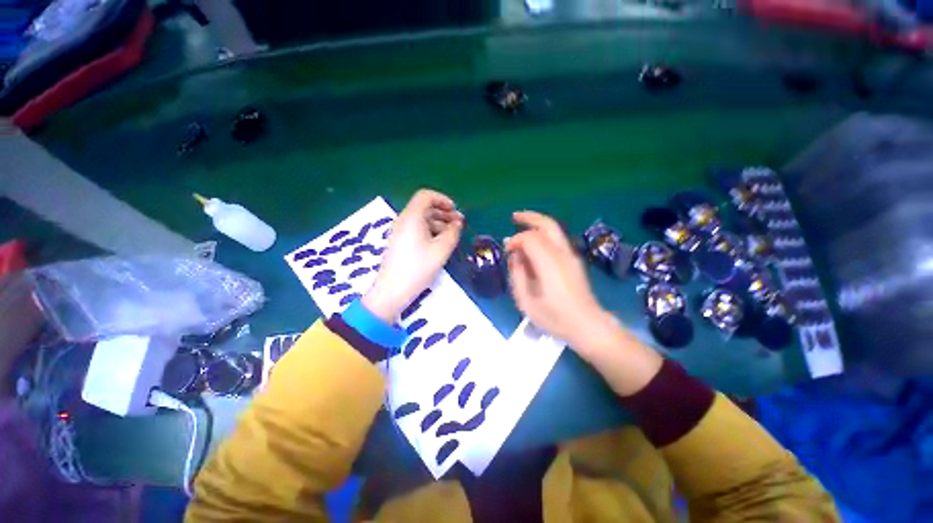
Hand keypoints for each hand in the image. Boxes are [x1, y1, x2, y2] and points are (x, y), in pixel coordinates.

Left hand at [363, 189, 462, 322]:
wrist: (393, 290)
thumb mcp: (441, 249)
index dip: (442, 199)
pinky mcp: (400, 242)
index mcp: (412, 217)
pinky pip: (417, 229)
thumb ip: (453, 232)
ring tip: (453, 235)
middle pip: (425, 207)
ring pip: (422, 219)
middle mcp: (404, 220)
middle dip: (444, 212)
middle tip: (459, 224)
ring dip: (439, 223)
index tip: (455, 211)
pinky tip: (440, 243)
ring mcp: (400, 232)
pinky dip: (431, 231)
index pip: (426, 196)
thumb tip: (458, 223)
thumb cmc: (418, 268)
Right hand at [505, 211, 662, 395]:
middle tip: (514, 217)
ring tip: (520, 226)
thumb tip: (515, 257)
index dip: (516, 240)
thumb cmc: (555, 319)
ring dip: (537, 225)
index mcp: (550, 265)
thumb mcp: (527, 303)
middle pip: (548, 225)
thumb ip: (518, 276)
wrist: (588, 327)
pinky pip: (557, 240)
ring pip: (554, 230)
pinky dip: (543, 236)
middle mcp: (562, 255)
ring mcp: (571, 256)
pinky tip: (533, 245)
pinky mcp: (574, 261)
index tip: (507, 250)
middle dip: (529, 218)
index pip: (531, 238)